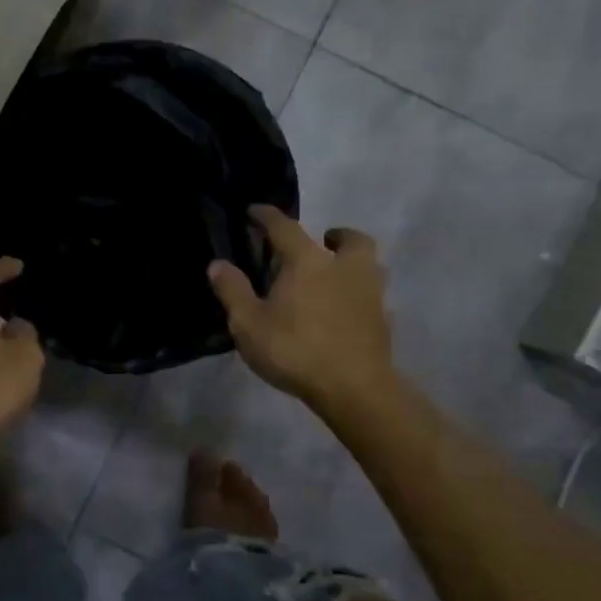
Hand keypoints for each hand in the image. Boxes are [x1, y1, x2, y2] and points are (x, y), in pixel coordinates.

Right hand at [208, 206, 394, 414]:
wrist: (354, 388)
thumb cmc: (295, 350)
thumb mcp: (249, 323)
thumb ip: (233, 291)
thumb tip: (217, 264)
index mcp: (308, 261)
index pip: (285, 227)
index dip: (267, 216)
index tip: (255, 211)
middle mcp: (344, 267)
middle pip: (349, 239)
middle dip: (334, 235)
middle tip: (321, 243)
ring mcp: (370, 293)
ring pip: (368, 265)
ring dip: (352, 263)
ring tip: (333, 277)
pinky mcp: (383, 320)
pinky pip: (372, 297)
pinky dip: (359, 296)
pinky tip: (345, 312)